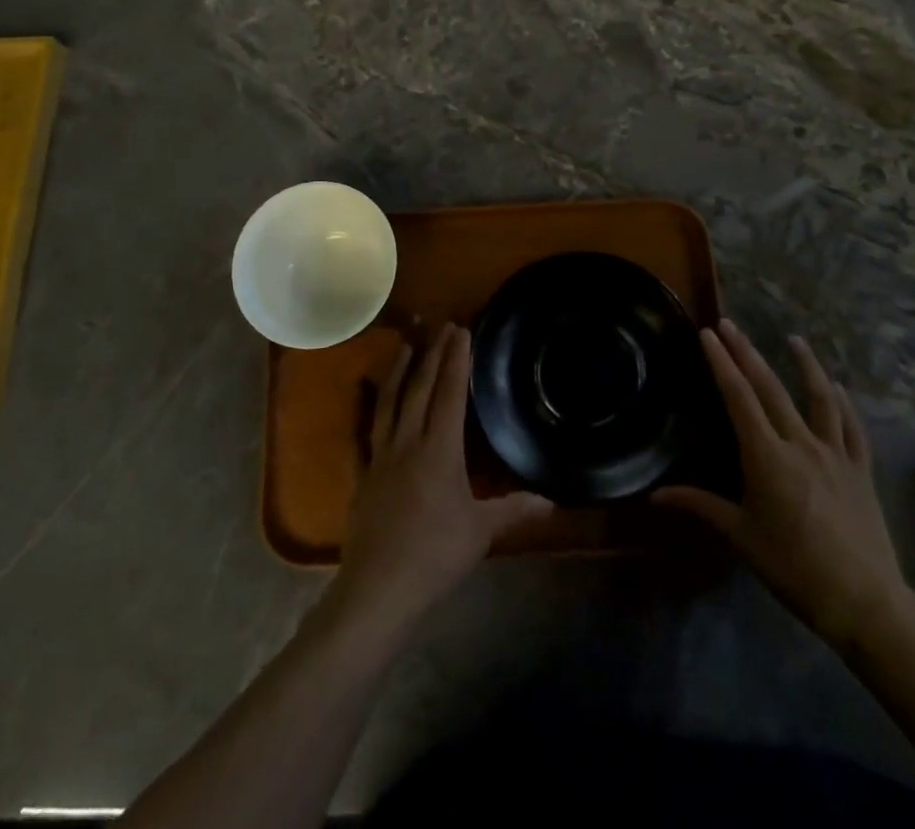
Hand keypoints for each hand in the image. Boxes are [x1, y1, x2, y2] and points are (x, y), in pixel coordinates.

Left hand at [332, 324, 551, 629]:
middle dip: (432, 354)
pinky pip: (362, 434)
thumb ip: (514, 509)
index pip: (450, 394)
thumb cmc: (435, 556)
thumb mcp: (481, 532)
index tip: (461, 330)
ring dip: (398, 370)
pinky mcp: (362, 475)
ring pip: (389, 403)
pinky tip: (362, 393)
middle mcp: (408, 442)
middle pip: (420, 389)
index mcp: (439, 450)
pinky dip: (363, 409)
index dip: (456, 360)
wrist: (378, 588)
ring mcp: (380, 456)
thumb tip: (552, 501)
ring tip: (404, 345)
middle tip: (440, 326)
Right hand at [655, 320, 910, 650]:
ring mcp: (835, 454)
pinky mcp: (860, 470)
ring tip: (794, 339)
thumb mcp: (741, 537)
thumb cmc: (794, 569)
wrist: (864, 602)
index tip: (708, 334)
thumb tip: (655, 495)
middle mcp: (800, 444)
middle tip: (730, 325)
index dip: (722, 363)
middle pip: (770, 388)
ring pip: (818, 399)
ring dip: (805, 365)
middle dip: (747, 353)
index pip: (739, 398)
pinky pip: (852, 428)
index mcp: (766, 457)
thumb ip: (700, 506)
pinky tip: (837, 388)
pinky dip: (843, 404)